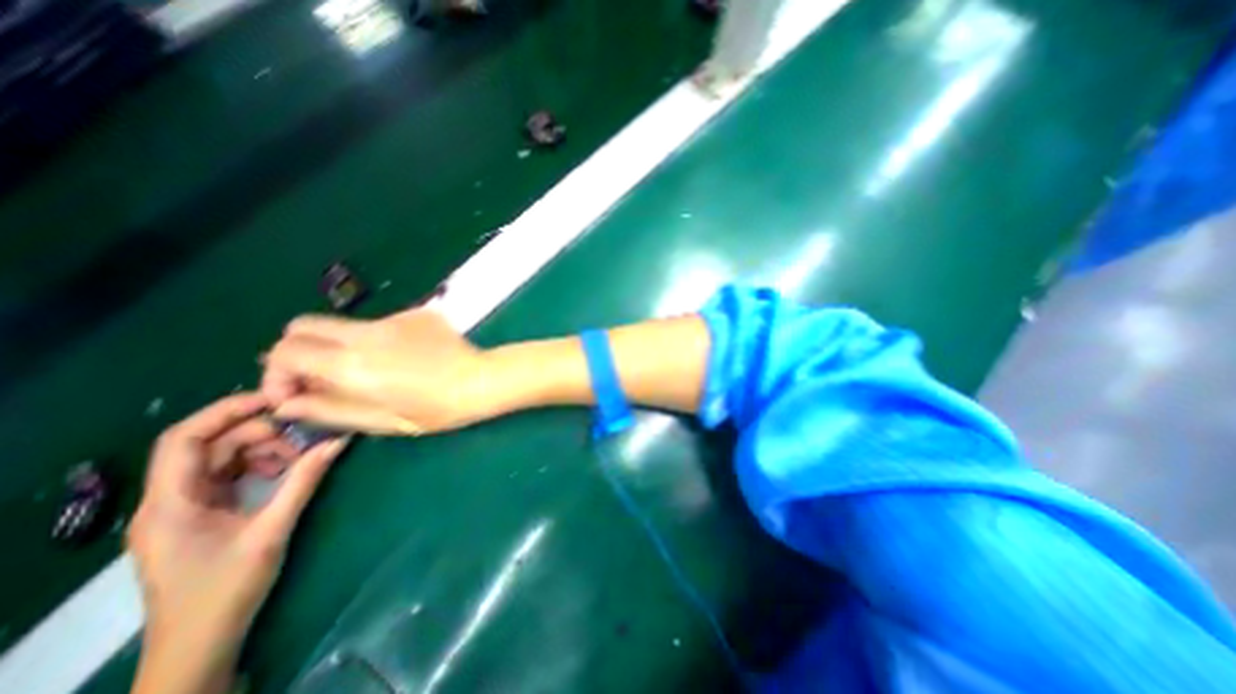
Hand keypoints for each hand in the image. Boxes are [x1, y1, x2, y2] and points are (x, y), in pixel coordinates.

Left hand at [127, 392, 345, 690]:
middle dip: (259, 434)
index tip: (275, 400)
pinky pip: (229, 475)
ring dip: (263, 450)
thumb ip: (304, 481)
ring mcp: (184, 508)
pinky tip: (285, 472)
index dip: (226, 411)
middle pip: (209, 446)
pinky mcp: (201, 515)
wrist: (200, 645)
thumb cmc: (226, 590)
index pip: (183, 439)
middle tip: (303, 438)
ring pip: (221, 459)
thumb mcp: (272, 531)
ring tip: (299, 458)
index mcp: (170, 503)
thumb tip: (339, 442)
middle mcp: (169, 500)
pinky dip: (259, 466)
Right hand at [261, 307, 495, 432]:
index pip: (284, 351)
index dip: (276, 373)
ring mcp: (395, 317)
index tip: (294, 393)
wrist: (481, 381)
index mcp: (352, 363)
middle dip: (298, 349)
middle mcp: (367, 332)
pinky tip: (405, 357)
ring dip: (342, 345)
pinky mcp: (418, 313)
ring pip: (345, 325)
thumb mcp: (381, 420)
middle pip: (304, 325)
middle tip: (319, 376)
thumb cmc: (436, 409)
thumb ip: (329, 409)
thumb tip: (287, 403)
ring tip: (372, 370)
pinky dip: (378, 339)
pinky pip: (383, 323)